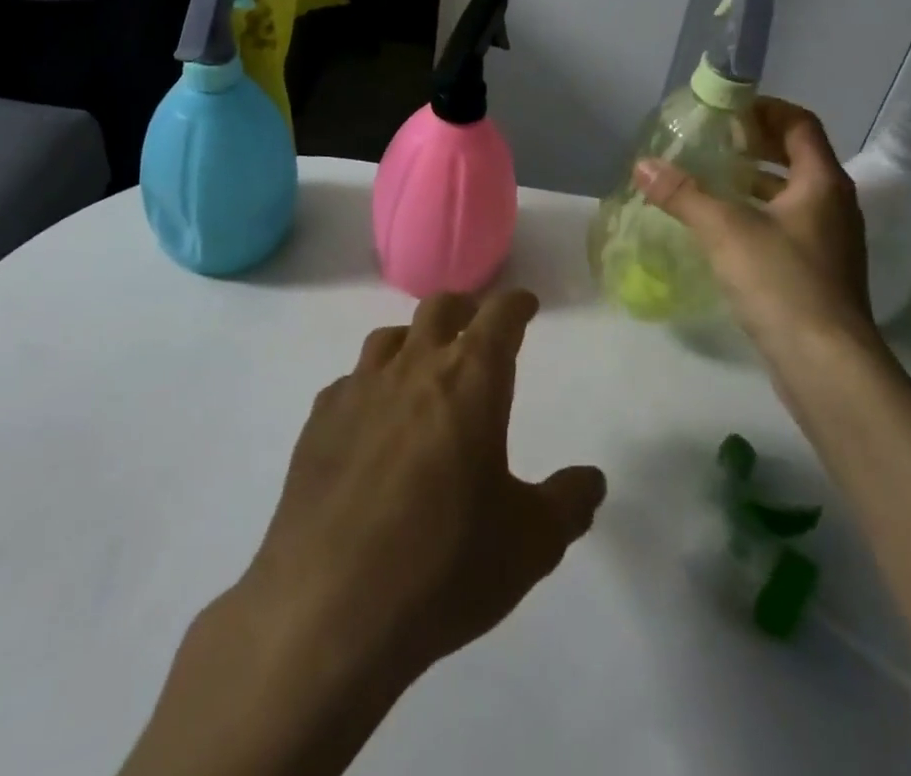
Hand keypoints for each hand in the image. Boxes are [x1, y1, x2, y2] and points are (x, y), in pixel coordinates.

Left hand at [243, 289, 606, 682]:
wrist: (327, 607)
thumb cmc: (443, 565)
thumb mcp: (529, 544)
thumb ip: (567, 504)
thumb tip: (592, 480)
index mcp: (471, 379)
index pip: (499, 315)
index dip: (516, 305)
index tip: (525, 305)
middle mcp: (414, 366)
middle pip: (440, 308)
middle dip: (464, 308)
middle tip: (476, 323)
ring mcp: (360, 389)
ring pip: (390, 337)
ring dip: (413, 340)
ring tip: (422, 365)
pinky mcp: (318, 420)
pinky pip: (350, 382)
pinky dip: (370, 386)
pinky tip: (370, 420)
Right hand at [634, 96, 877, 354]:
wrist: (826, 366)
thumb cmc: (782, 282)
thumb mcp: (725, 230)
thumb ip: (683, 194)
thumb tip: (642, 165)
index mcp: (822, 182)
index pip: (800, 123)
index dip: (765, 109)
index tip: (727, 111)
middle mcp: (833, 205)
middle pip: (797, 156)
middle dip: (755, 144)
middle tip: (713, 142)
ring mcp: (829, 242)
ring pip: (791, 194)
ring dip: (755, 181)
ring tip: (711, 181)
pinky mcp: (818, 273)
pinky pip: (787, 226)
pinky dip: (758, 214)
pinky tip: (723, 230)